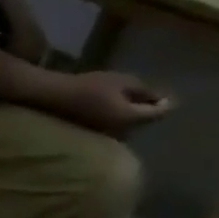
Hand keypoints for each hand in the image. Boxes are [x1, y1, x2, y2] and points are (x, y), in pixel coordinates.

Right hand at [44, 71, 173, 133]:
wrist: (52, 97)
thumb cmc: (89, 86)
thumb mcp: (123, 82)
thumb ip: (146, 91)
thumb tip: (164, 99)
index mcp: (131, 117)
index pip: (160, 113)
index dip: (166, 103)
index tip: (164, 94)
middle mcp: (121, 131)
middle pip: (142, 123)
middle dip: (145, 112)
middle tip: (144, 99)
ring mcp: (104, 135)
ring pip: (126, 128)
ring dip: (128, 118)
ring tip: (125, 105)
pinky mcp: (91, 135)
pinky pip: (112, 130)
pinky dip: (115, 121)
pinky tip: (109, 112)